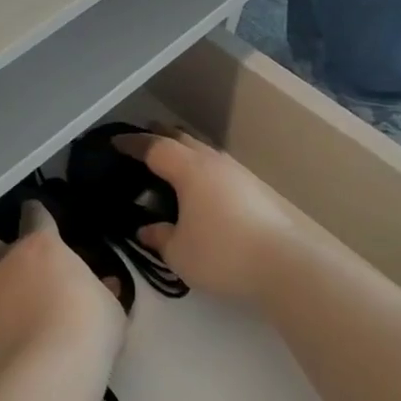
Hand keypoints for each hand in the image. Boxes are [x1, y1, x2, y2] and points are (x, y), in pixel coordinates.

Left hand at [0, 201, 125, 374]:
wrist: (49, 370)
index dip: (35, 213)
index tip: (35, 211)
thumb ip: (100, 290)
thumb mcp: (109, 306)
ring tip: (2, 294)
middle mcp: (6, 262)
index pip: (35, 216)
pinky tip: (7, 326)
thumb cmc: (88, 326)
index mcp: (41, 246)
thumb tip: (105, 285)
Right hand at [114, 130, 312, 305]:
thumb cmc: (222, 254)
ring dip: (183, 149)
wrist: (284, 265)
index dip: (132, 143)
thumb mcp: (179, 252)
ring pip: (203, 149)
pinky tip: (199, 184)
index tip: (115, 142)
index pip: (154, 147)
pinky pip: (216, 166)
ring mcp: (237, 173)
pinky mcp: (253, 188)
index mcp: (189, 169)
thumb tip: (147, 229)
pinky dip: (200, 166)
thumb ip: (159, 236)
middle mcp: (212, 162)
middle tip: (142, 140)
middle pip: (181, 138)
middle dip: (159, 135)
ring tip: (170, 160)